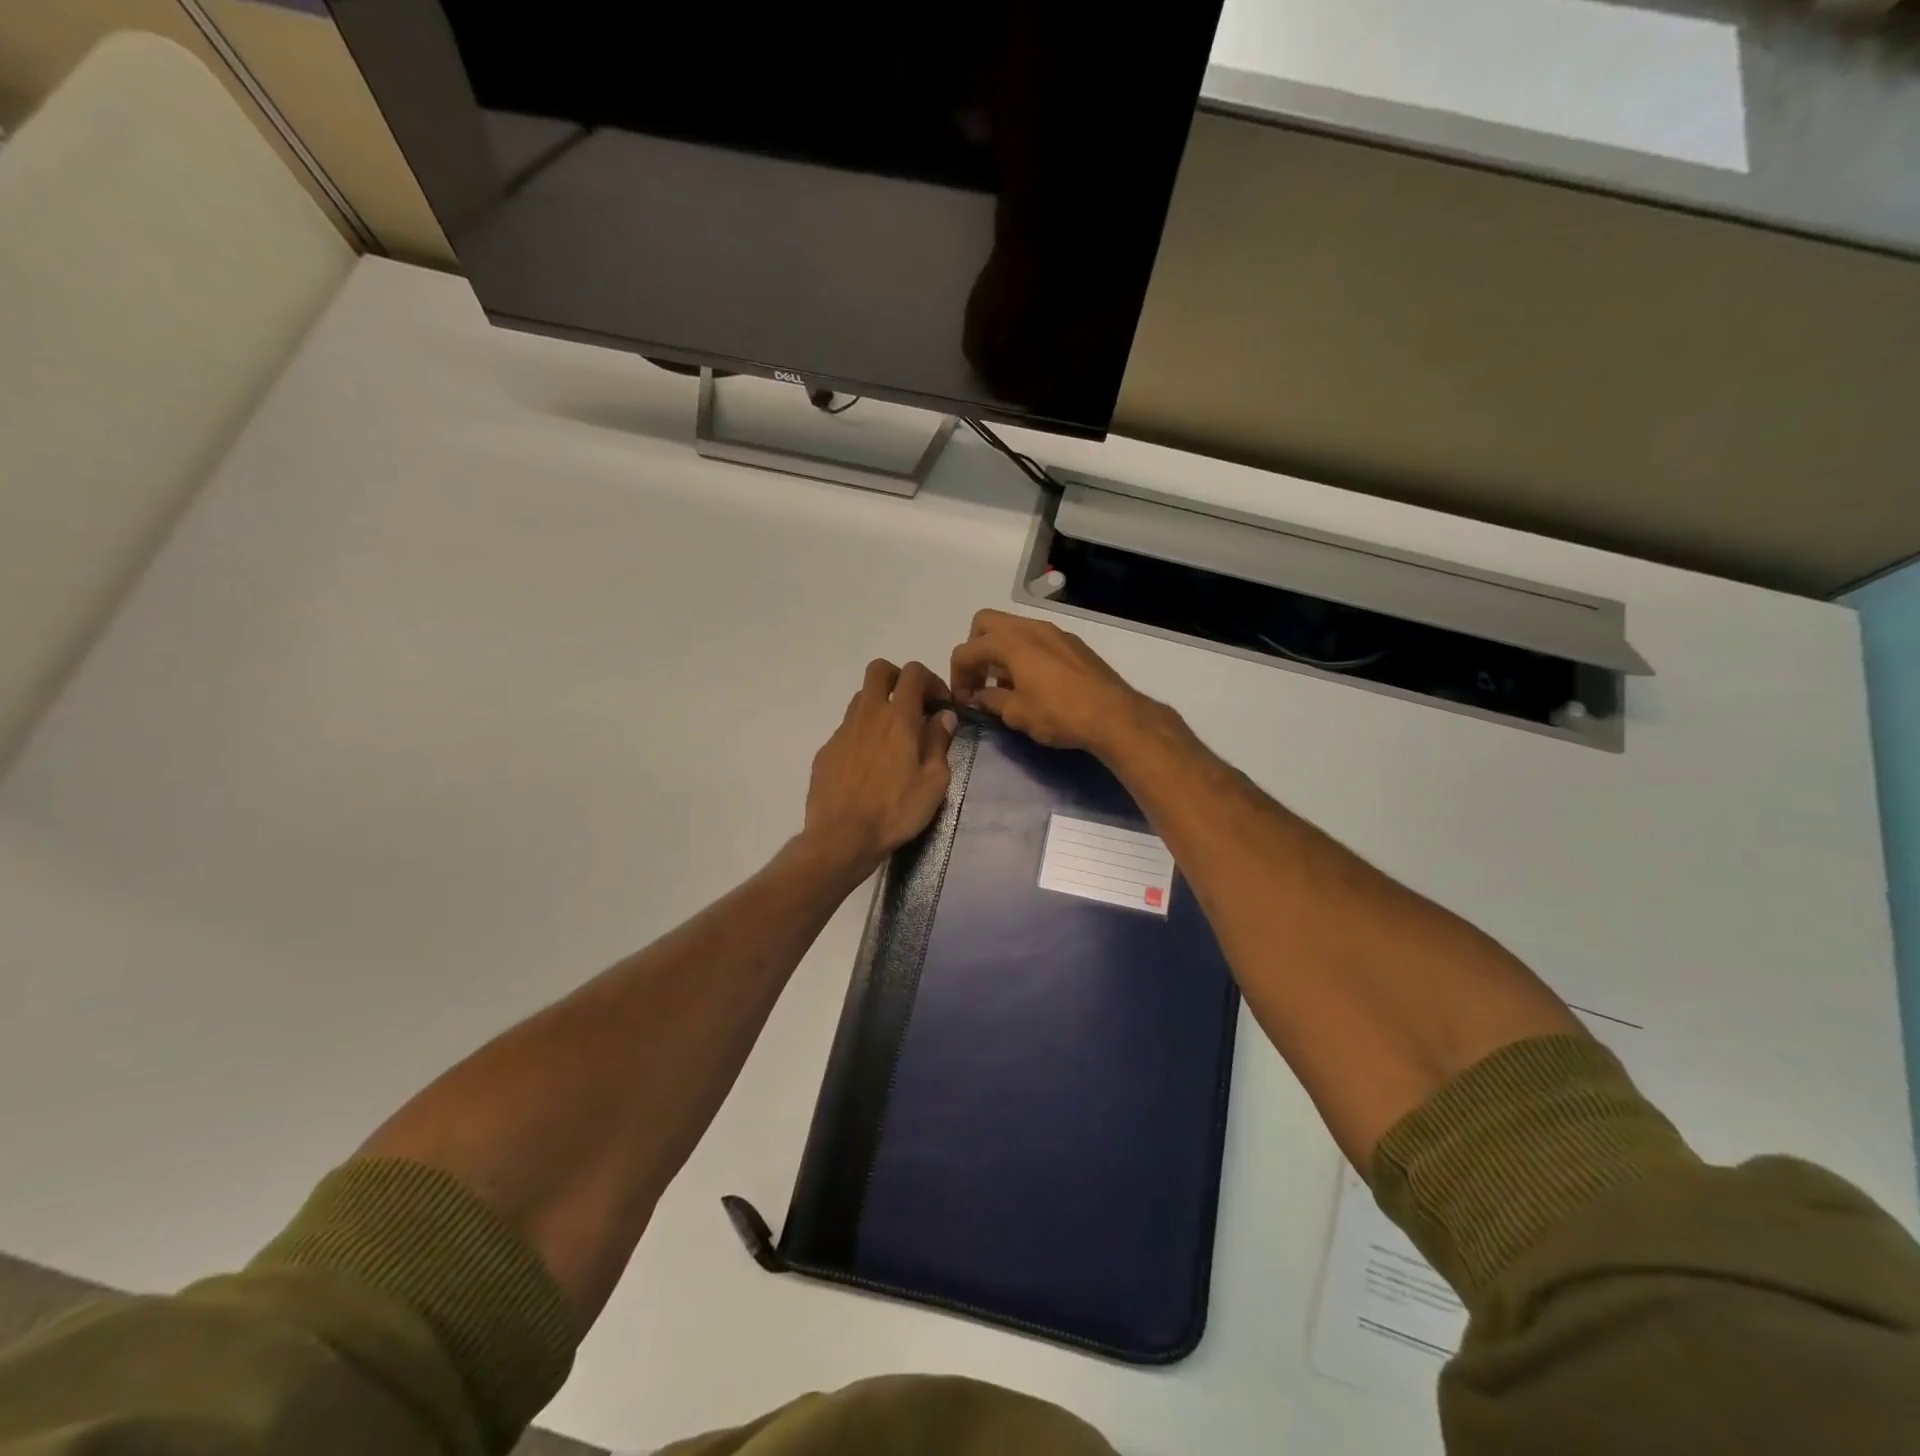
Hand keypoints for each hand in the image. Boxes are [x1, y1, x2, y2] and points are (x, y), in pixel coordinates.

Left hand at [803, 660, 957, 873]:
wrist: (842, 837)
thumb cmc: (895, 811)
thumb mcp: (933, 781)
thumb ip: (939, 742)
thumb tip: (944, 716)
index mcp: (898, 718)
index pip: (913, 672)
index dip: (931, 680)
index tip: (940, 704)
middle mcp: (868, 715)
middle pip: (879, 670)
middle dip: (898, 678)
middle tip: (913, 704)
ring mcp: (843, 731)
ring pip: (861, 699)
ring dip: (880, 706)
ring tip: (893, 738)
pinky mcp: (827, 750)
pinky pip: (848, 729)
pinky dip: (863, 735)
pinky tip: (870, 766)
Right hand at [948, 610, 1150, 754]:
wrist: (1114, 715)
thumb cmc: (1059, 714)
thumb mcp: (1016, 713)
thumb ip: (991, 700)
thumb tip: (979, 696)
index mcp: (1011, 642)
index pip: (966, 650)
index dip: (957, 675)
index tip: (964, 700)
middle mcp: (1031, 628)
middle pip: (986, 623)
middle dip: (975, 649)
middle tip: (980, 680)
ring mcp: (1054, 632)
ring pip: (1013, 629)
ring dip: (1000, 651)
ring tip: (1005, 685)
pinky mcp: (1073, 644)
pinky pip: (1036, 639)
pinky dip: (1023, 653)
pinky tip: (1032, 683)